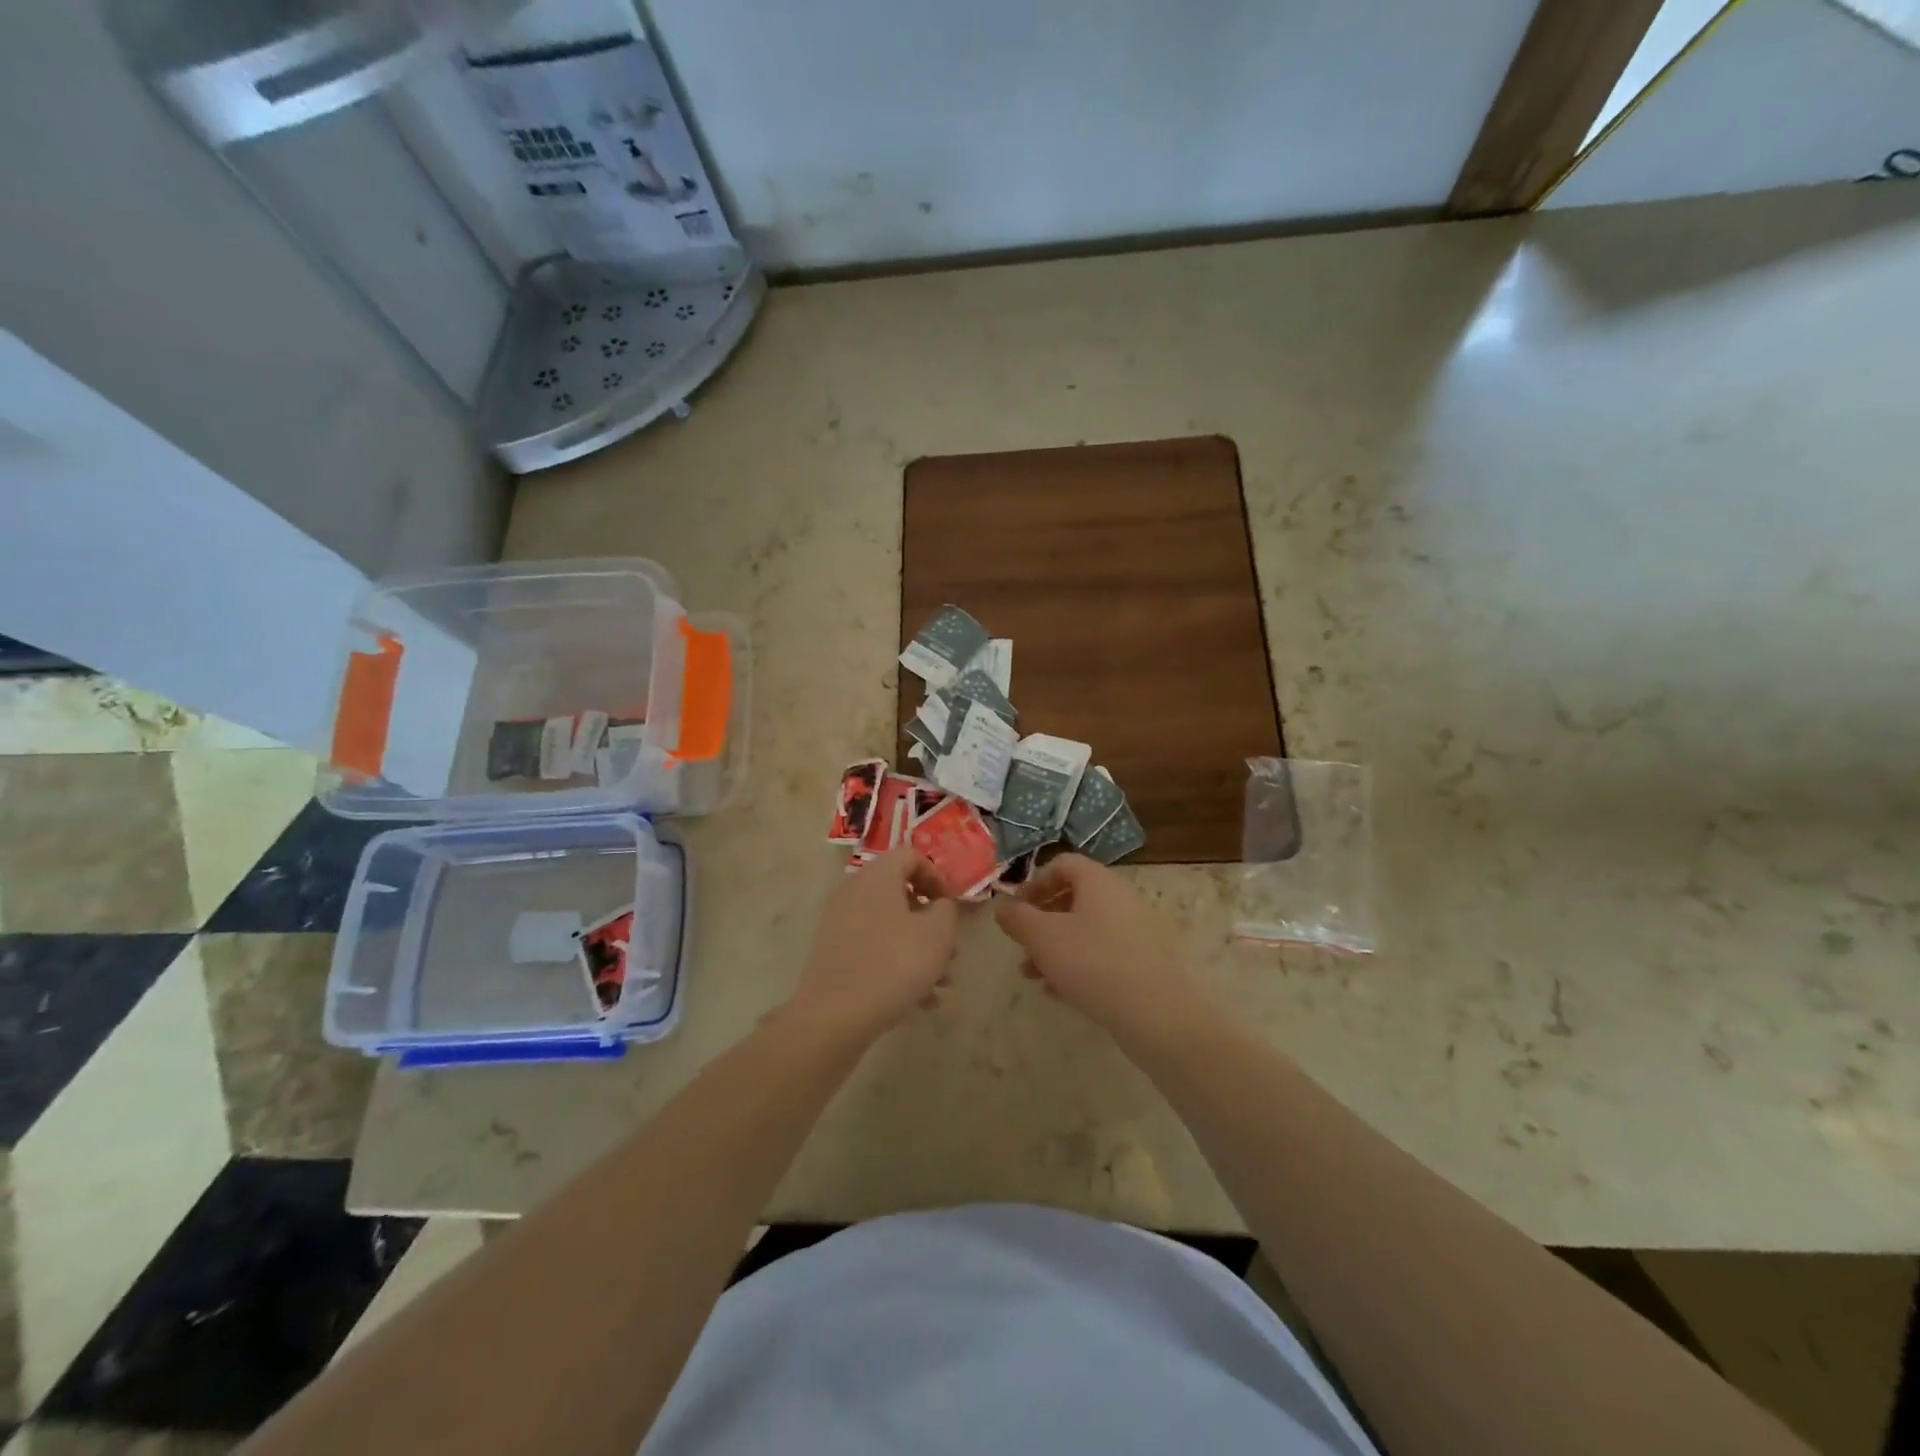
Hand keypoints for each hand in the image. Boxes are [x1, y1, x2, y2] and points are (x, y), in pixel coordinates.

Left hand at [788, 847, 959, 1042]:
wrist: (834, 1016)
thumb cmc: (894, 964)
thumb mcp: (937, 933)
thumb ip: (947, 909)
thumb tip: (940, 905)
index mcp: (877, 876)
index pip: (911, 856)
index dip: (939, 877)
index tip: (954, 907)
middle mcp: (853, 890)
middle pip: (900, 892)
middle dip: (931, 921)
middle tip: (952, 949)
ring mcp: (839, 921)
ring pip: (890, 924)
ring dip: (919, 947)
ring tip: (941, 983)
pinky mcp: (832, 951)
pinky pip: (873, 946)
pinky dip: (897, 963)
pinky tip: (919, 1000)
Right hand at [994, 854, 1195, 1040]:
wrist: (1158, 1014)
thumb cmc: (1093, 964)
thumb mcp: (1043, 938)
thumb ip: (1018, 918)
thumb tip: (1002, 906)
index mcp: (1099, 881)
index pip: (1062, 864)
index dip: (1034, 882)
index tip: (1015, 908)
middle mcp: (1122, 897)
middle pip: (1074, 897)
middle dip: (1042, 921)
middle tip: (1022, 944)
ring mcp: (1138, 929)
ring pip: (1087, 929)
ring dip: (1056, 946)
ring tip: (1034, 976)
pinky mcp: (1146, 960)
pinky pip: (1105, 952)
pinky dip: (1080, 963)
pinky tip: (1062, 992)